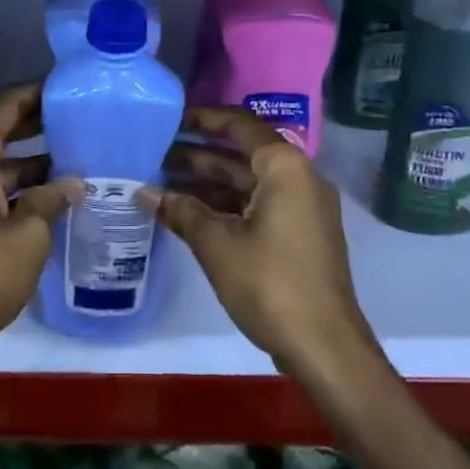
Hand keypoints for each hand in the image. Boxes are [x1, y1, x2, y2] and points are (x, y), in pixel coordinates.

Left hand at [0, 81, 76, 366]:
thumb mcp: (29, 235)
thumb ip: (51, 199)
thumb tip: (72, 183)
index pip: (7, 104)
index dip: (38, 92)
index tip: (68, 87)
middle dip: (37, 123)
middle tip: (79, 118)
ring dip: (29, 158)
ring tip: (74, 155)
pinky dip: (13, 183)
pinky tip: (49, 192)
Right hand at [141, 106, 371, 372]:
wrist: (325, 348)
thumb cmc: (270, 283)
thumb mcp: (217, 244)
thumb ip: (181, 211)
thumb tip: (143, 193)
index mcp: (284, 166)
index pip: (239, 125)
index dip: (202, 120)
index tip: (169, 121)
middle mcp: (298, 177)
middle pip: (242, 153)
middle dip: (198, 155)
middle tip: (155, 155)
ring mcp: (302, 207)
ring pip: (248, 182)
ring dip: (209, 183)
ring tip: (162, 184)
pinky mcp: (301, 233)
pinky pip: (258, 204)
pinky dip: (226, 205)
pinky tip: (190, 214)